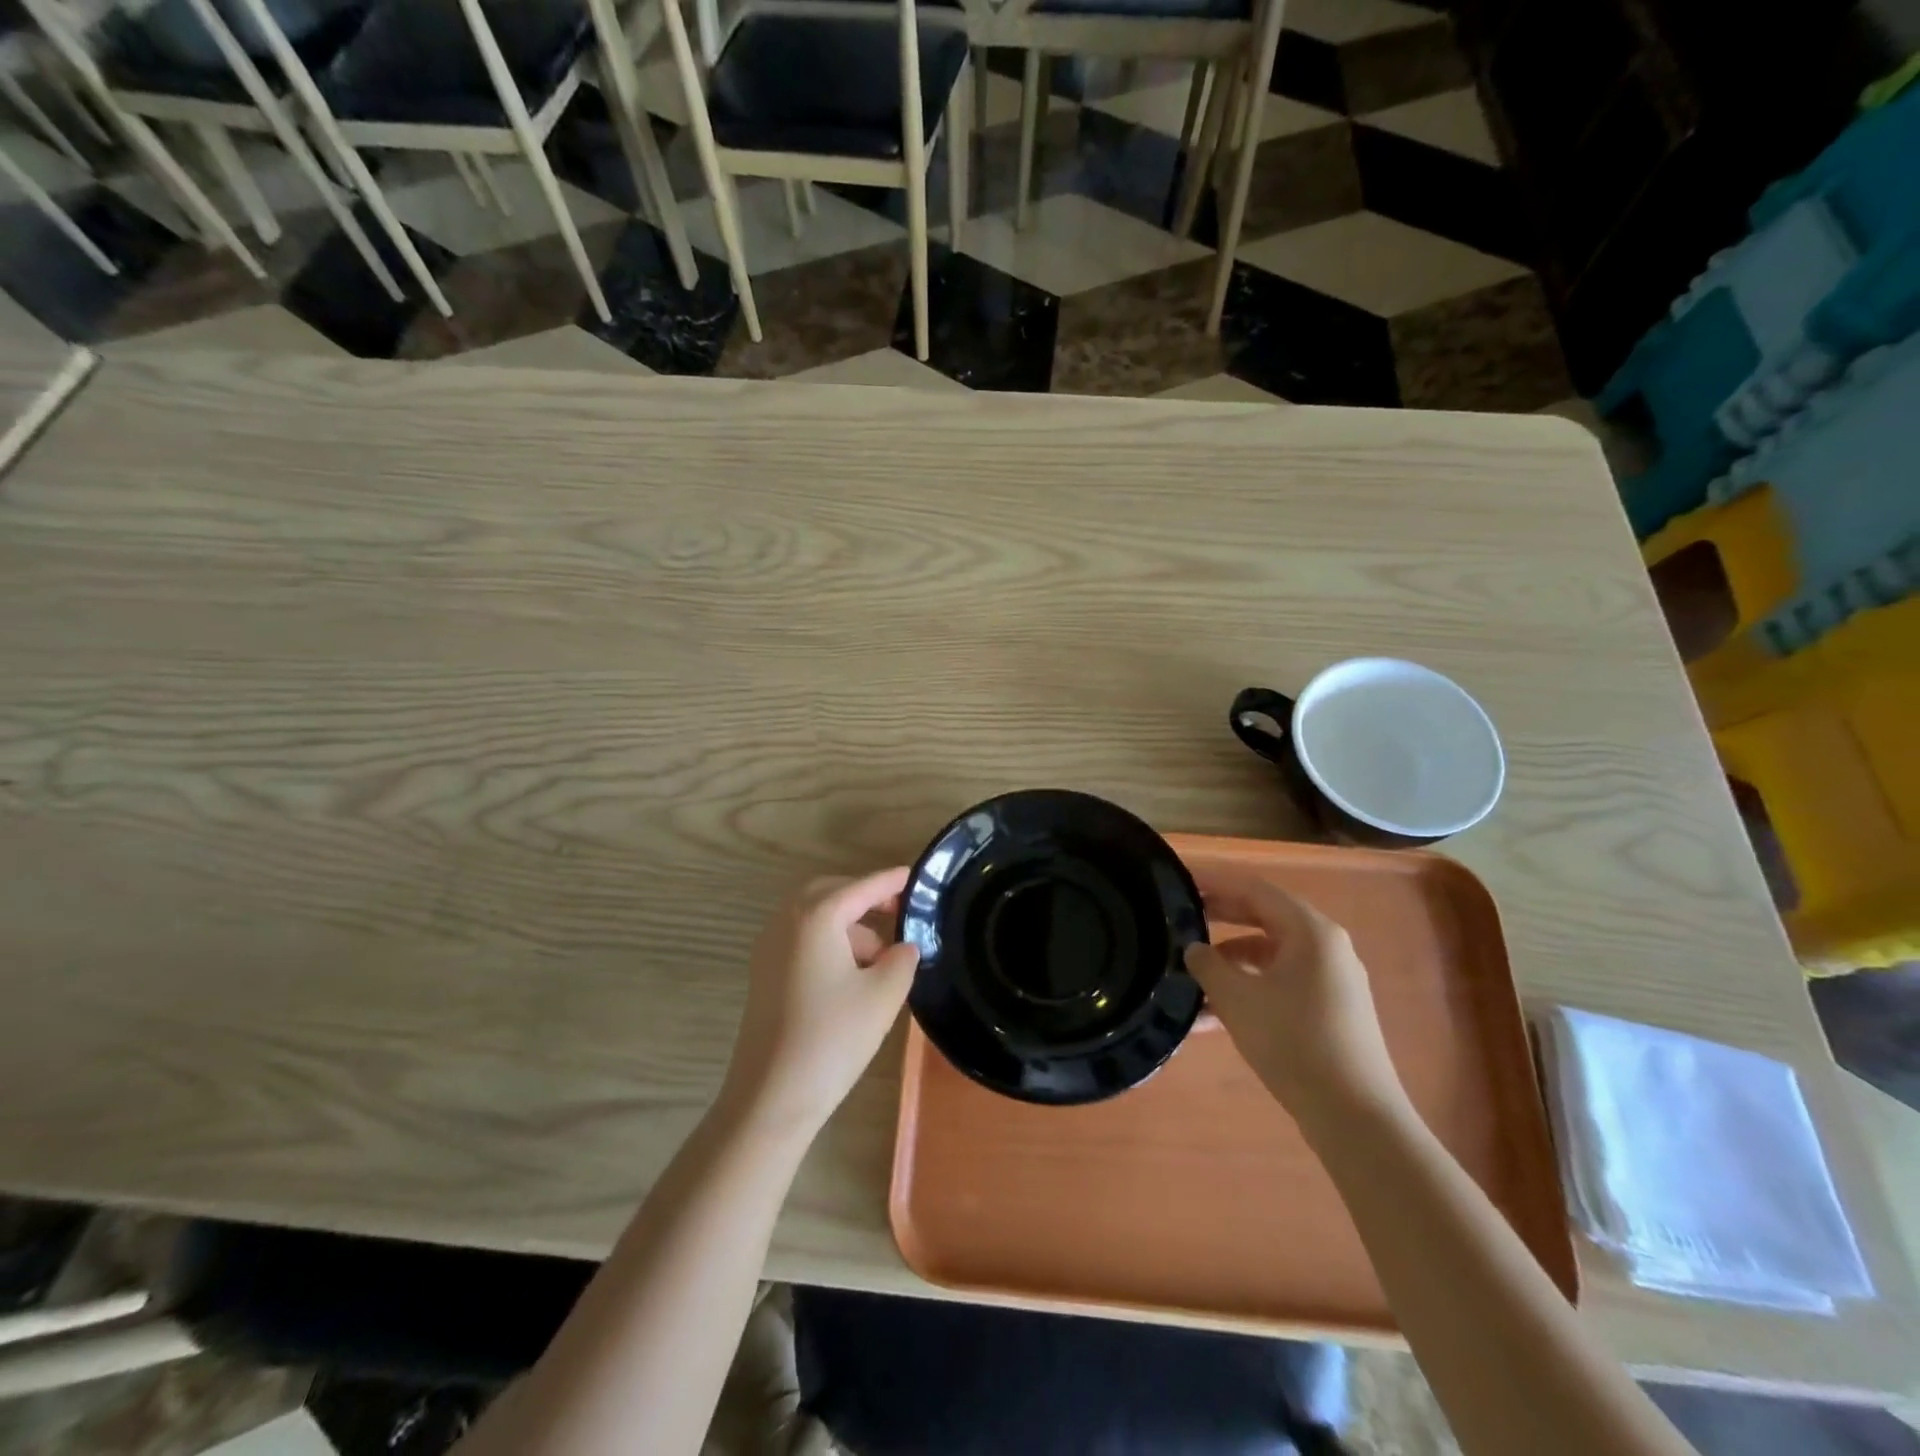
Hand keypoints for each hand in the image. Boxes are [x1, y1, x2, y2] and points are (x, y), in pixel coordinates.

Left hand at [719, 868, 920, 1139]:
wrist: (771, 1096)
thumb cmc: (832, 1038)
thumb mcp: (883, 995)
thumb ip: (902, 959)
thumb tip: (903, 947)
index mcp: (816, 917)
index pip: (861, 887)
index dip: (890, 881)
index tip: (915, 876)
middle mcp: (786, 921)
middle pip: (831, 893)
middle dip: (865, 898)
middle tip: (898, 912)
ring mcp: (769, 947)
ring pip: (814, 917)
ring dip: (848, 926)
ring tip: (881, 958)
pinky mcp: (764, 973)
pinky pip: (802, 939)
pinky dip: (829, 942)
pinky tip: (852, 974)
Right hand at [1184, 867, 1407, 1130]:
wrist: (1355, 1117)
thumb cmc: (1293, 1042)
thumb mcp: (1237, 999)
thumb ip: (1208, 965)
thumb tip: (1193, 949)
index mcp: (1310, 931)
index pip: (1254, 889)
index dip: (1215, 883)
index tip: (1181, 882)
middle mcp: (1326, 947)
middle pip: (1265, 918)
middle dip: (1220, 920)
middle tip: (1181, 920)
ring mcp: (1332, 981)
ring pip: (1271, 956)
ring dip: (1230, 963)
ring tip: (1190, 978)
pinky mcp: (1331, 1011)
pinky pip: (1281, 984)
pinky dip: (1249, 990)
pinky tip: (1213, 1018)